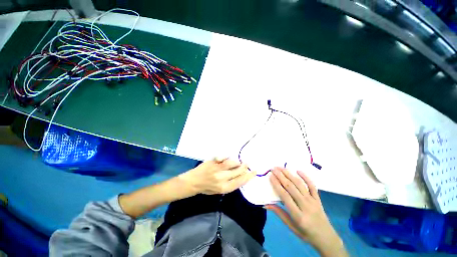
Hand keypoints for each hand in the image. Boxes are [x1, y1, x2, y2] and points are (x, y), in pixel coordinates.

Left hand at [179, 158, 254, 194]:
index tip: (254, 172)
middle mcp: (222, 178)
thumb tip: (240, 176)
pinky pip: (223, 158)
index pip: (240, 181)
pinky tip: (228, 158)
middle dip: (244, 167)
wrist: (193, 182)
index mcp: (224, 187)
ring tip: (239, 162)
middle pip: (238, 171)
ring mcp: (217, 168)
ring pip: (232, 163)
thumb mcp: (219, 191)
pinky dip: (227, 157)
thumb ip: (230, 184)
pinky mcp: (213, 162)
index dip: (249, 176)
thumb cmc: (206, 188)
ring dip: (237, 162)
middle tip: (247, 164)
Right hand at [265, 168, 346, 256]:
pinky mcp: (318, 199)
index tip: (270, 176)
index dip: (277, 185)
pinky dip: (306, 177)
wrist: (326, 238)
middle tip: (273, 169)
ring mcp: (313, 201)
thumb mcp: (291, 226)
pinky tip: (298, 171)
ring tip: (281, 168)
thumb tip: (265, 204)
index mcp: (298, 216)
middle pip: (291, 187)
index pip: (285, 196)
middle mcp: (306, 206)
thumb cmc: (306, 233)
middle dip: (281, 176)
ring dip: (290, 174)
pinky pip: (312, 186)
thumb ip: (279, 213)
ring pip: (300, 184)